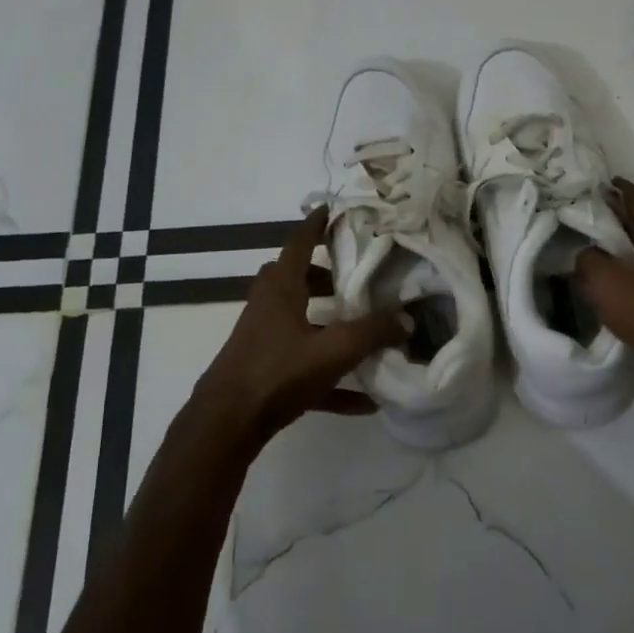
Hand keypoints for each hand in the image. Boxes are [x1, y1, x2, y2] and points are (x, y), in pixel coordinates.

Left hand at [188, 206, 404, 449]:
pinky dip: (331, 377)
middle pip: (297, 279)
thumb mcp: (333, 350)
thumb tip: (407, 319)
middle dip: (327, 276)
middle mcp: (269, 307)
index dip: (317, 224)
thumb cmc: (277, 372)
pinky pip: (304, 366)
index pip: (300, 243)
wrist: (227, 424)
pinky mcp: (265, 373)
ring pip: (300, 321)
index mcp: (281, 288)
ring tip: (363, 328)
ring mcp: (264, 340)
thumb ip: (372, 333)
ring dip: (328, 323)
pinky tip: (362, 400)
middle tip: (357, 278)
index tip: (333, 208)